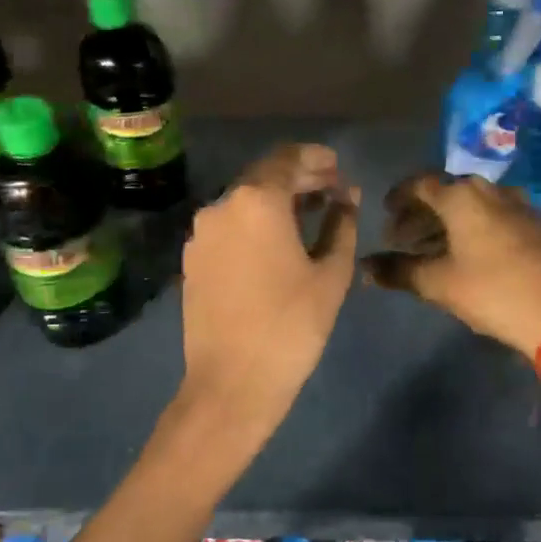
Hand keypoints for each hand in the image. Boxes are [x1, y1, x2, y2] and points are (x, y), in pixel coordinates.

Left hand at [175, 143, 359, 438]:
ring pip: (244, 202)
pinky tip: (276, 242)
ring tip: (309, 215)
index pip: (288, 159)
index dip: (316, 159)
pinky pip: (229, 226)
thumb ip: (341, 224)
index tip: (338, 168)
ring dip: (276, 201)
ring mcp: (201, 233)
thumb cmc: (291, 325)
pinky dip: (254, 223)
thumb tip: (347, 196)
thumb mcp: (330, 274)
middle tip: (332, 190)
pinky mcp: (192, 259)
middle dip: (299, 178)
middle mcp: (222, 205)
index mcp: (256, 201)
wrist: (231, 382)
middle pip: (264, 176)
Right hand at [363, 173, 540, 357]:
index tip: (386, 215)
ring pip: (472, 205)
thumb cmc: (491, 291)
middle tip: (403, 239)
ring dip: (448, 222)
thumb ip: (398, 271)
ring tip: (433, 249)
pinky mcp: (538, 223)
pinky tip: (472, 253)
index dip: (398, 198)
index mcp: (461, 196)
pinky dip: (475, 227)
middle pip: (446, 193)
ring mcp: (519, 204)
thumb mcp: (438, 284)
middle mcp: (489, 190)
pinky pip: (496, 215)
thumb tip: (365, 267)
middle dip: (421, 214)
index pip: (418, 184)